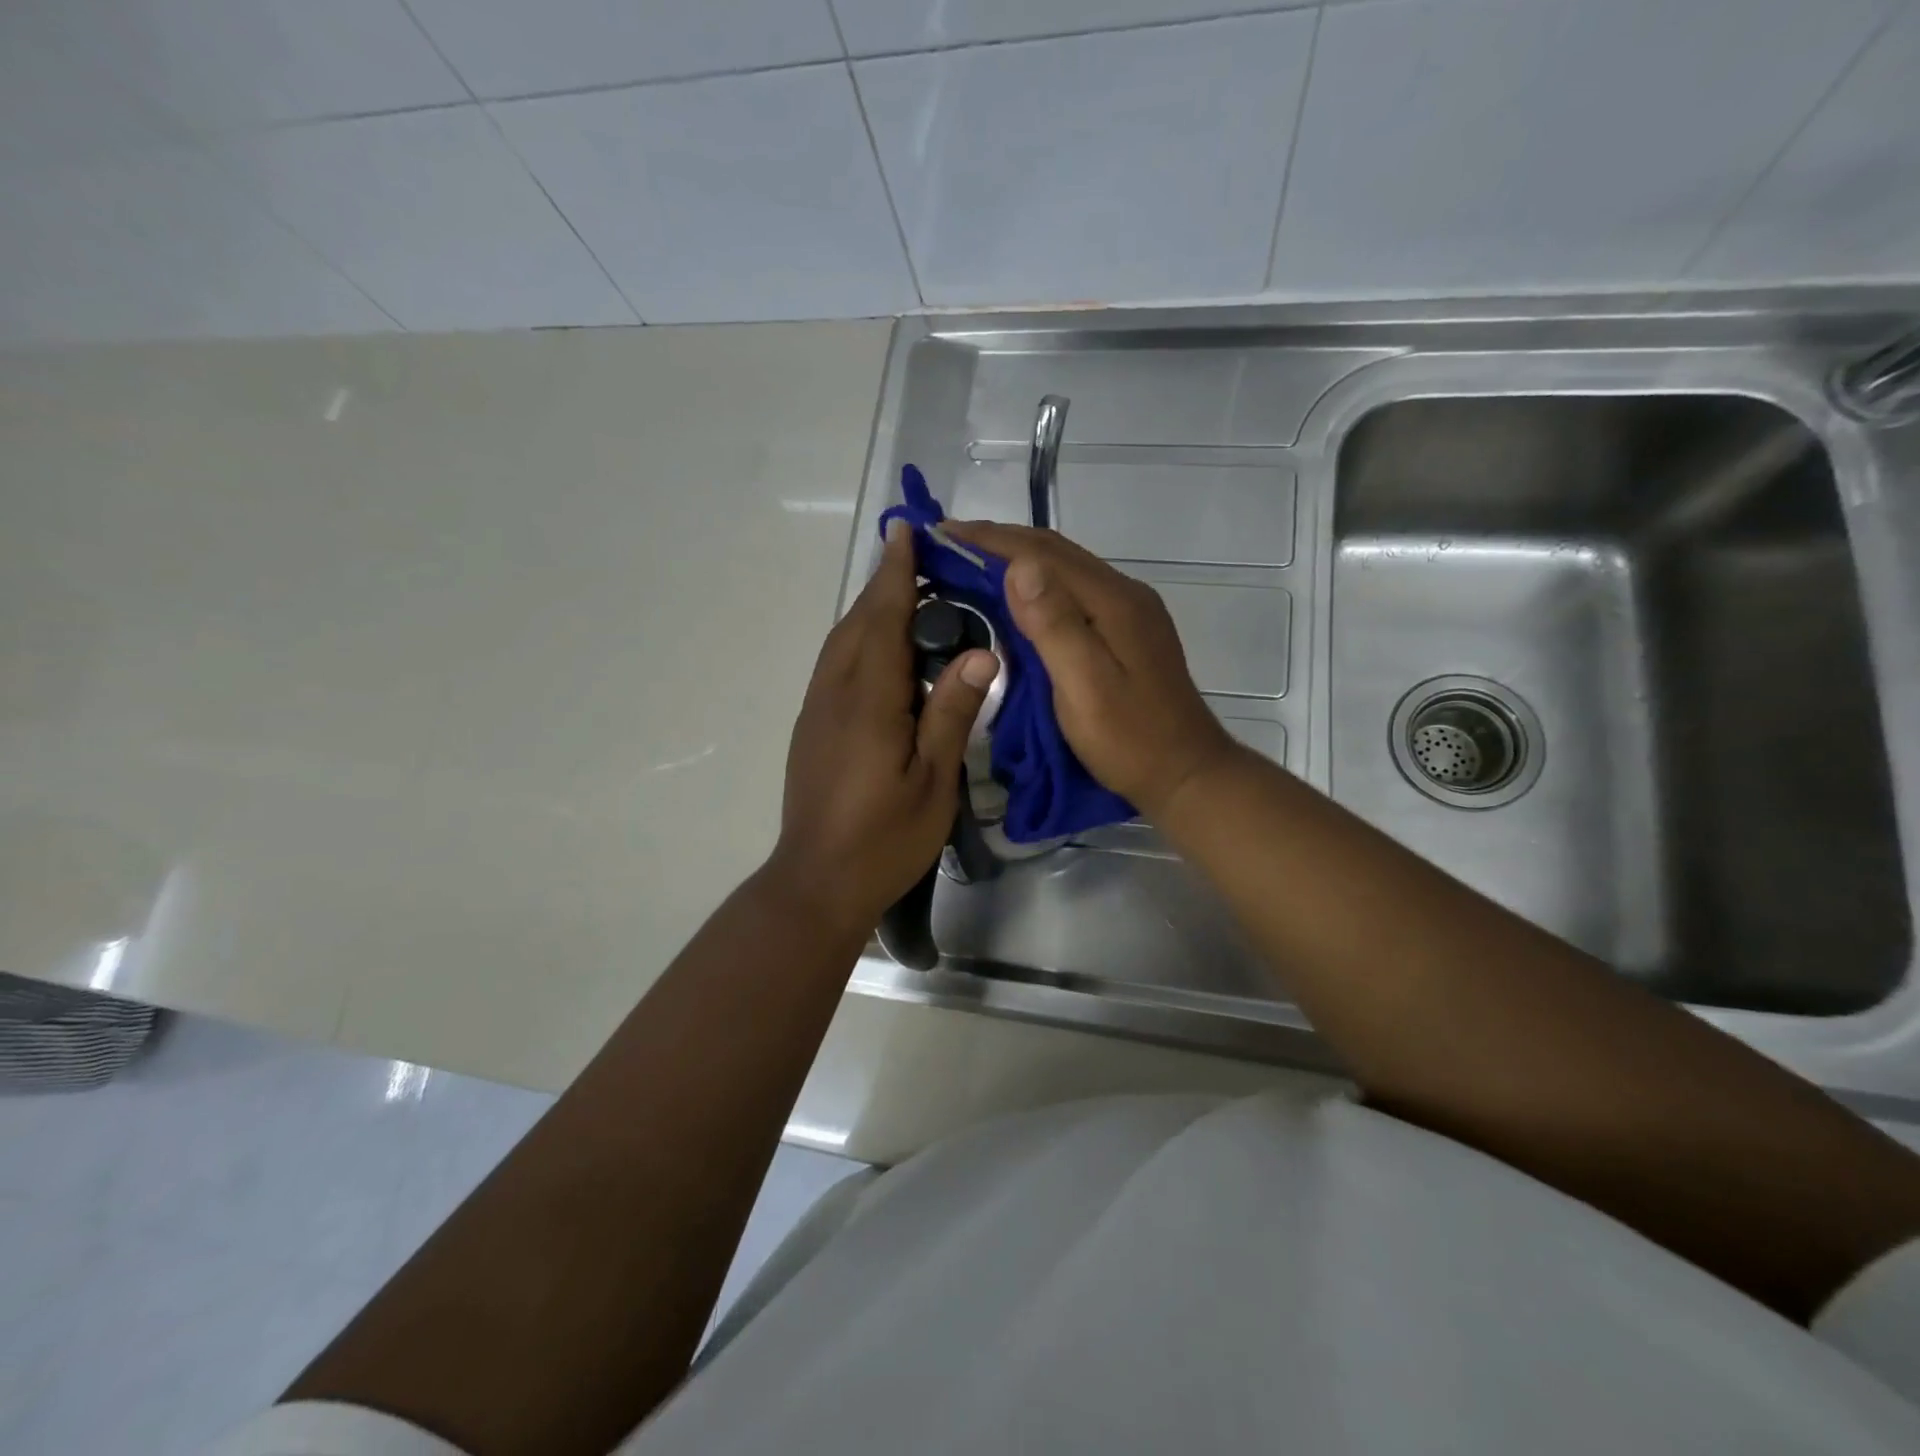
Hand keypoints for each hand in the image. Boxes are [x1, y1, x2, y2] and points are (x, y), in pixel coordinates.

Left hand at [767, 520, 998, 936]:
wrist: (818, 882)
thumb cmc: (884, 838)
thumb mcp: (934, 781)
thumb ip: (952, 712)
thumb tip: (984, 652)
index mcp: (868, 700)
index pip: (883, 619)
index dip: (896, 574)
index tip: (907, 531)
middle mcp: (833, 693)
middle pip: (857, 623)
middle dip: (884, 584)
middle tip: (920, 558)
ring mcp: (816, 710)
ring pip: (841, 643)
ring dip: (870, 611)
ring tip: (906, 596)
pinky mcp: (810, 728)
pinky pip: (835, 666)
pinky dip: (859, 641)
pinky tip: (883, 653)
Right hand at [945, 521, 1236, 821]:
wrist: (1186, 773)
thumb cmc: (1131, 740)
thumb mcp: (1086, 688)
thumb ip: (1054, 626)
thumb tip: (1019, 567)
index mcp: (1112, 601)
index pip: (1042, 553)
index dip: (990, 539)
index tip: (941, 533)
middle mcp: (1123, 593)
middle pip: (1055, 551)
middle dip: (999, 541)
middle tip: (947, 544)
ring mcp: (1128, 611)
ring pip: (1065, 568)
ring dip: (1017, 558)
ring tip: (971, 562)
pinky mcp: (1126, 630)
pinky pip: (1073, 589)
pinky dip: (1037, 583)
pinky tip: (1016, 596)